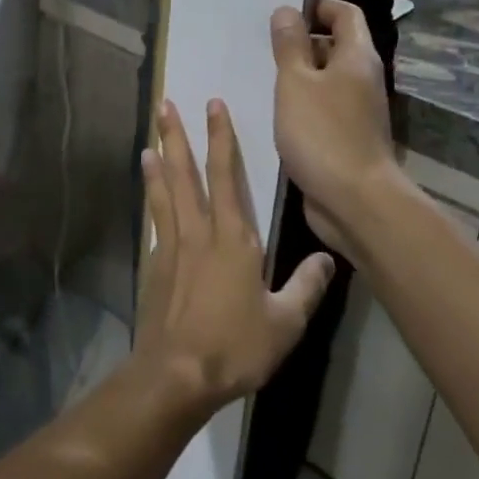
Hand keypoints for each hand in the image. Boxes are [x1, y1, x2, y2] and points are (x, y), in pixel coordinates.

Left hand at [134, 99, 335, 410]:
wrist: (177, 374)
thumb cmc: (235, 346)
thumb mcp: (285, 322)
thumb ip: (307, 286)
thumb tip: (330, 257)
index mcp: (233, 237)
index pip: (225, 174)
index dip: (220, 137)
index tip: (212, 105)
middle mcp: (198, 231)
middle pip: (185, 173)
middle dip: (176, 136)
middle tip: (163, 104)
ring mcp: (171, 247)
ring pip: (164, 192)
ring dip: (158, 162)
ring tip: (149, 138)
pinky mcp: (154, 266)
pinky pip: (154, 221)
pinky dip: (150, 200)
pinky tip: (148, 195)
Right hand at [270, 0, 402, 241]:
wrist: (355, 202)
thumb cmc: (323, 134)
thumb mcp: (296, 83)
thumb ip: (289, 46)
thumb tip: (287, 11)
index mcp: (356, 57)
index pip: (345, 14)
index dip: (317, 5)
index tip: (283, 8)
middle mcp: (361, 79)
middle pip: (334, 45)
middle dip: (300, 40)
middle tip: (261, 41)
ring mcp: (355, 110)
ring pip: (324, 79)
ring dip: (296, 74)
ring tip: (257, 72)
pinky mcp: (344, 137)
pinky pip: (319, 107)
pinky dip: (298, 103)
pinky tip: (270, 110)